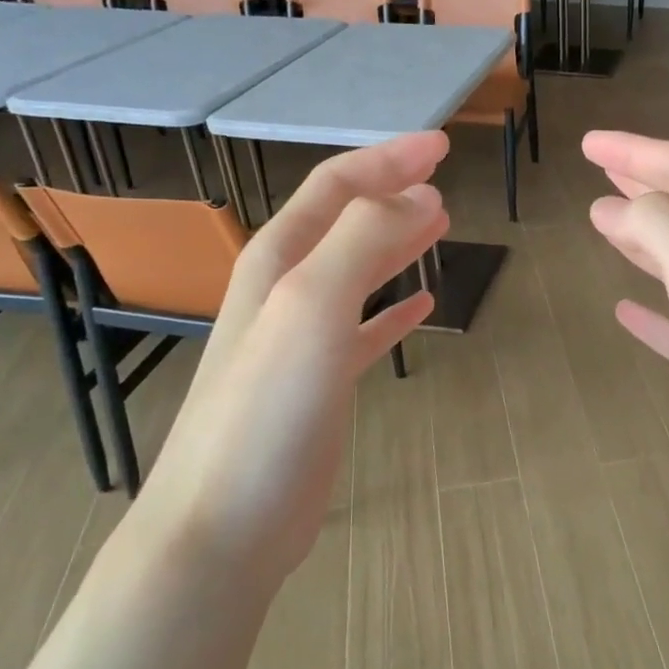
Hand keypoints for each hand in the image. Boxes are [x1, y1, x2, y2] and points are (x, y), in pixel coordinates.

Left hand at [139, 132, 450, 579]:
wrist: (225, 523)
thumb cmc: (267, 407)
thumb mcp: (312, 305)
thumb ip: (363, 240)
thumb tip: (421, 197)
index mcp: (280, 259)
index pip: (337, 186)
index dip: (388, 159)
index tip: (442, 146)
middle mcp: (287, 289)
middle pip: (346, 221)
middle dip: (392, 192)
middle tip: (443, 179)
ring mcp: (302, 338)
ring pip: (357, 271)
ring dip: (396, 242)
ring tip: (439, 225)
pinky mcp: (321, 384)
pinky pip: (366, 329)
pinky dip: (394, 310)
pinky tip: (421, 305)